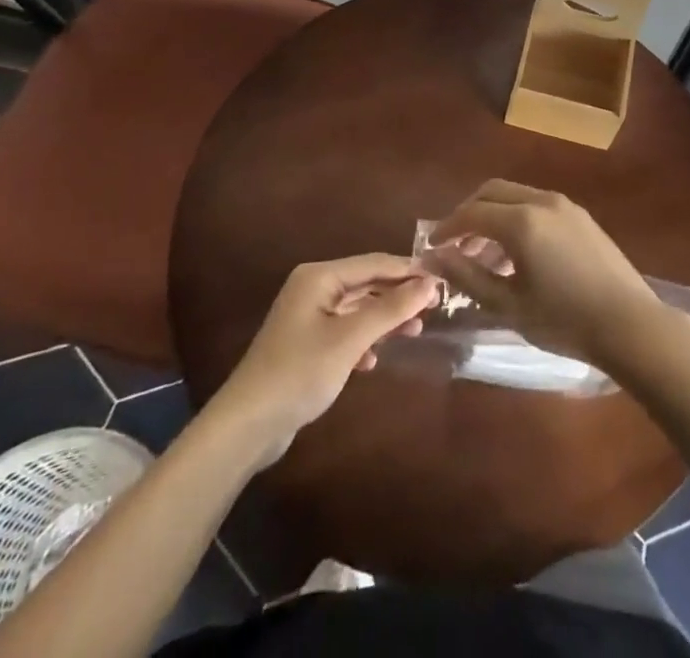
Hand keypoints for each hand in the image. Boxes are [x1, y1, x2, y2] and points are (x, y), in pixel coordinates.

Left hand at [215, 254, 438, 466]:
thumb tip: (430, 282)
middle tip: (435, 306)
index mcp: (319, 277)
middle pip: (366, 283)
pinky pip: (345, 331)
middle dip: (398, 295)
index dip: (408, 270)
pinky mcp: (306, 345)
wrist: (247, 426)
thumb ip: (391, 308)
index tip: (442, 280)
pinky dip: (363, 341)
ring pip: (357, 309)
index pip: (374, 263)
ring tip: (415, 331)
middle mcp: (313, 289)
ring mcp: (307, 317)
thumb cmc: (300, 371)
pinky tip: (373, 361)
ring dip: (384, 319)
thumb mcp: (351, 339)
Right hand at [426, 181, 667, 370]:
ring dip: (493, 215)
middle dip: (468, 213)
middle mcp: (541, 201)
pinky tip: (517, 253)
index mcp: (521, 221)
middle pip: (492, 192)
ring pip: (515, 196)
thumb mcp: (509, 305)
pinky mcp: (580, 215)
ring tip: (483, 255)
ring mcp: (564, 205)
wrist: (629, 323)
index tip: (430, 247)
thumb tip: (433, 257)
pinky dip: (516, 217)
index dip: (446, 228)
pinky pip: (536, 204)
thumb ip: (468, 276)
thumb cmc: (564, 320)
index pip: (471, 213)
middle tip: (454, 245)